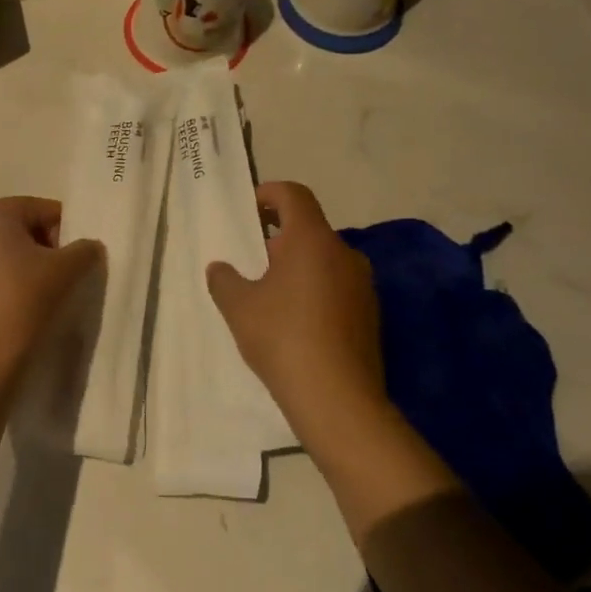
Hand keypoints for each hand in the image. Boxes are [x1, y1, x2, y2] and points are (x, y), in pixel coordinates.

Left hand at [0, 196, 102, 368]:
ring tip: (47, 294)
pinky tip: (24, 306)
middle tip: (66, 275)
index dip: (68, 230)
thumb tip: (88, 247)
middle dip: (48, 247)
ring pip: (8, 252)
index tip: (80, 257)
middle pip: (23, 228)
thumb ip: (85, 249)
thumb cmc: (24, 298)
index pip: (43, 209)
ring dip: (30, 266)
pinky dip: (11, 282)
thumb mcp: (67, 269)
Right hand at [206, 181, 386, 430]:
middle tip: (251, 260)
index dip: (269, 193)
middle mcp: (344, 253)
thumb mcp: (238, 307)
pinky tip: (295, 322)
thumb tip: (220, 268)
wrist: (337, 398)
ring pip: (324, 260)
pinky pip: (337, 287)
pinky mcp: (370, 314)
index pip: (294, 195)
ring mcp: (362, 285)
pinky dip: (314, 291)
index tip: (248, 209)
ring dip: (297, 267)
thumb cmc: (282, 338)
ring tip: (269, 295)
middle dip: (278, 238)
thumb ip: (224, 279)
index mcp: (312, 241)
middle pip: (309, 229)